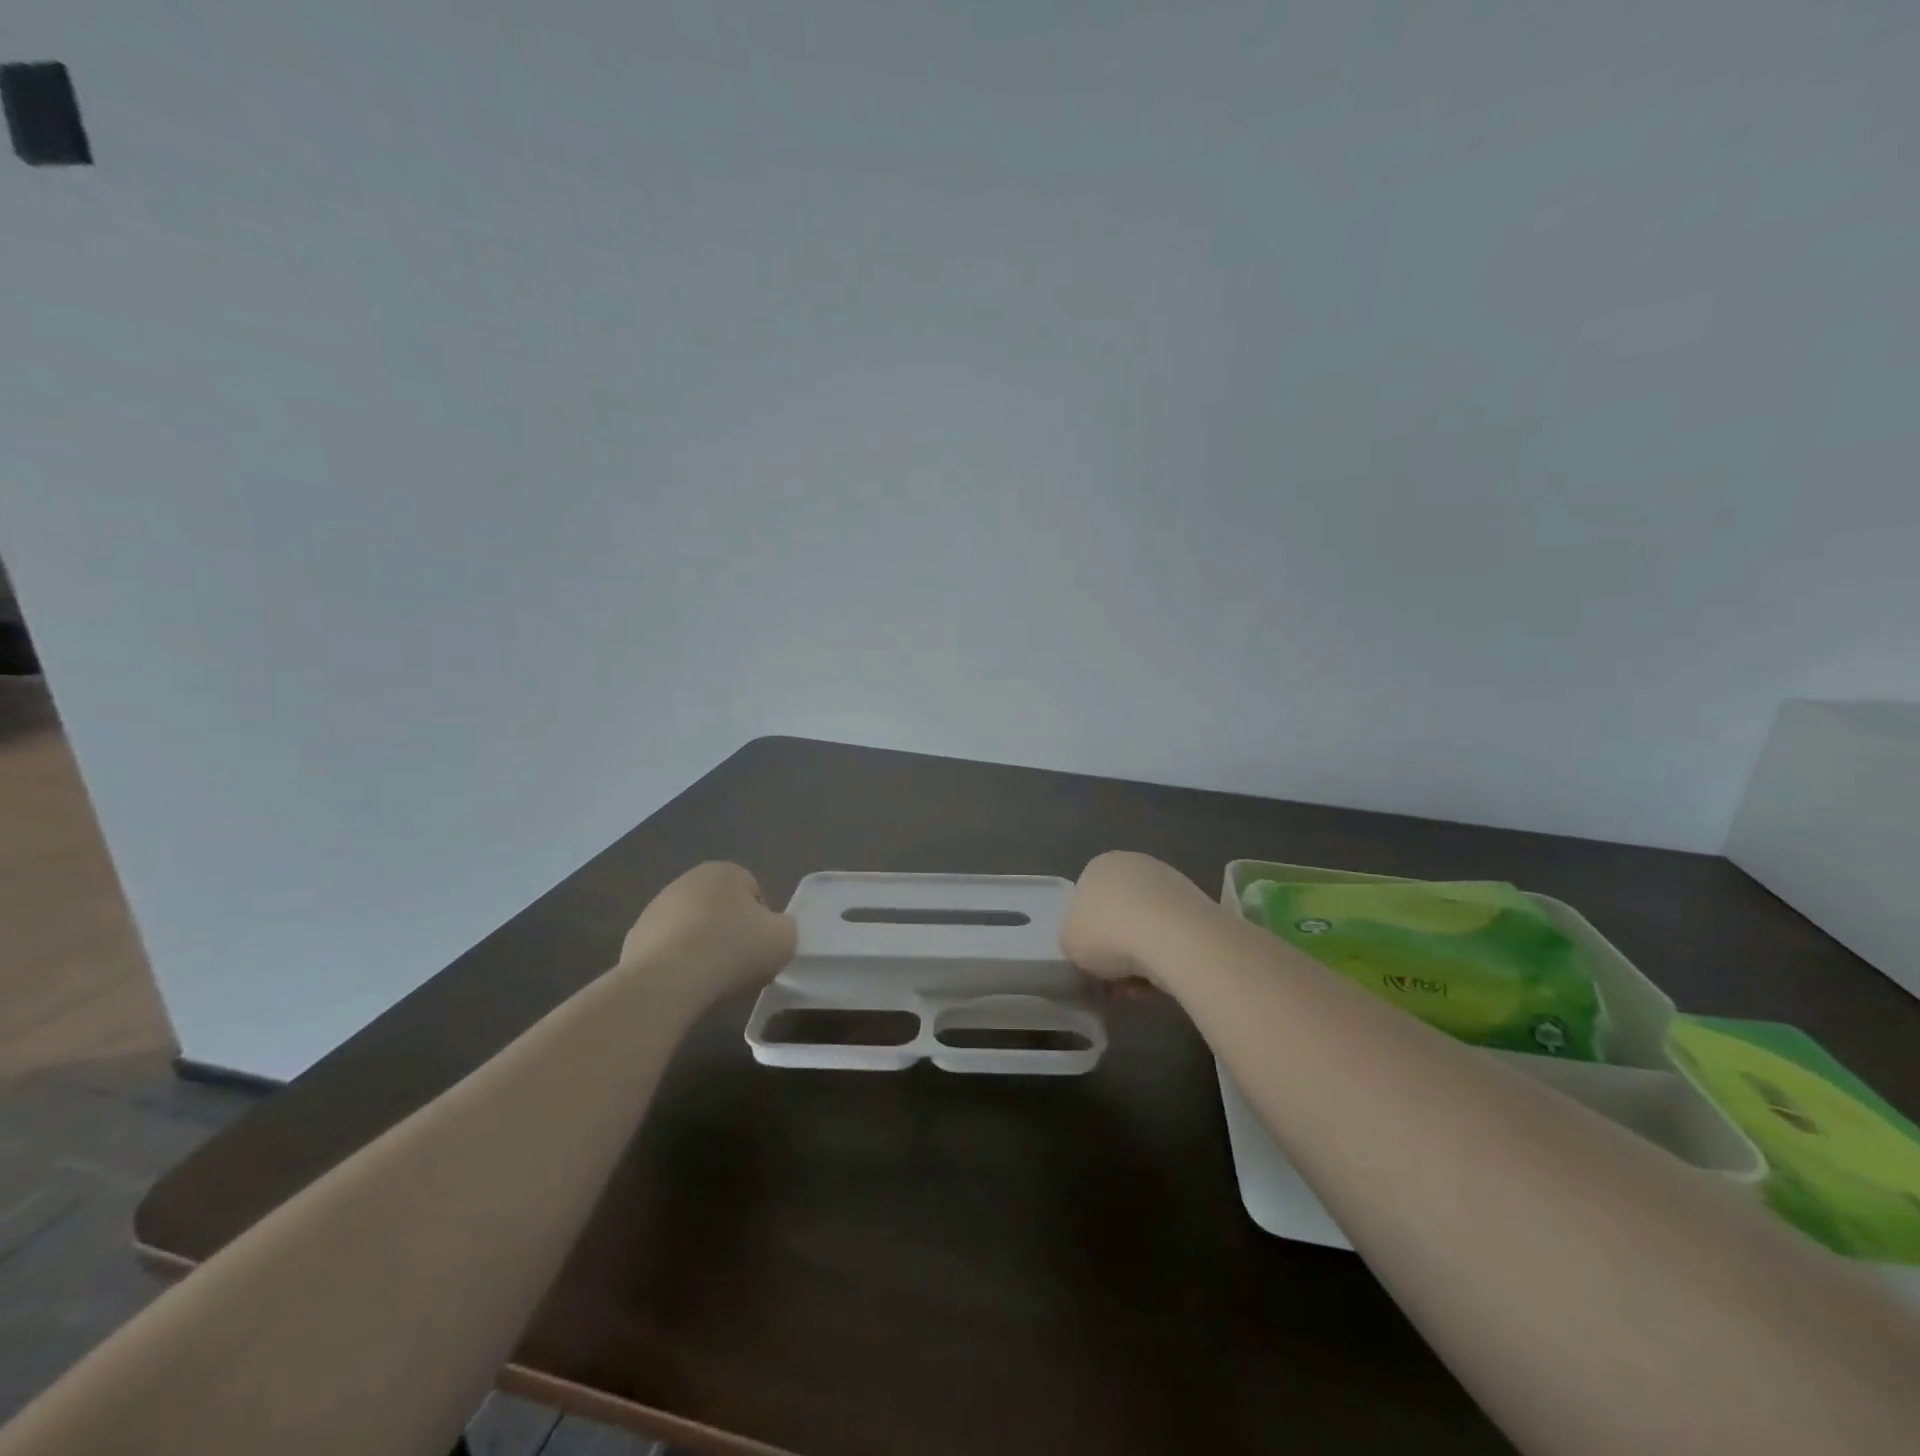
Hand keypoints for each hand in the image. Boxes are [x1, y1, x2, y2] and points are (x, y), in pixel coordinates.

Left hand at [620, 862, 796, 994]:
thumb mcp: (784, 938)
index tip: (761, 949)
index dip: (762, 923)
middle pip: (721, 909)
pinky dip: (676, 966)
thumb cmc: (733, 950)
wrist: (667, 982)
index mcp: (725, 871)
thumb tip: (772, 931)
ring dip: (702, 949)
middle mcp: (687, 881)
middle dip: (729, 933)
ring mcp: (655, 910)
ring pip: (692, 930)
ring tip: (710, 980)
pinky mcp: (633, 940)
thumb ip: (785, 928)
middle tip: (739, 965)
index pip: (754, 893)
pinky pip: (666, 952)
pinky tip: (683, 986)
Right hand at [1060, 851, 1213, 985]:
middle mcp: (1136, 865)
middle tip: (1113, 980)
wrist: (1172, 938)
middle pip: (1118, 916)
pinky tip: (1162, 981)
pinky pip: (1172, 939)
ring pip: (1146, 930)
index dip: (1086, 936)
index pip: (1086, 900)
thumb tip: (1089, 950)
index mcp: (1100, 865)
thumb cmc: (1107, 932)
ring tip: (1138, 987)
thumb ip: (1072, 941)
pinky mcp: (1199, 906)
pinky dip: (1165, 959)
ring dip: (1140, 959)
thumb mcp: (1068, 941)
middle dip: (1116, 950)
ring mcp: (1171, 883)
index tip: (1090, 963)